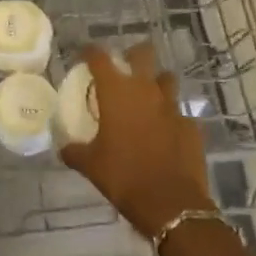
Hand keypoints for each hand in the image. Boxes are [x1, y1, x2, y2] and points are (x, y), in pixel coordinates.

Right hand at [60, 43, 213, 237]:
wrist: (170, 203)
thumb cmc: (123, 176)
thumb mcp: (89, 165)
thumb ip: (74, 151)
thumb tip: (64, 148)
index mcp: (116, 92)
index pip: (99, 57)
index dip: (90, 52)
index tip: (85, 54)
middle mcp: (145, 90)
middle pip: (143, 53)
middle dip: (133, 55)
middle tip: (124, 68)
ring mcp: (172, 106)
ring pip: (166, 79)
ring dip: (156, 83)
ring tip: (147, 98)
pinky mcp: (191, 125)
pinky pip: (180, 112)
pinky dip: (171, 117)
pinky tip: (165, 132)